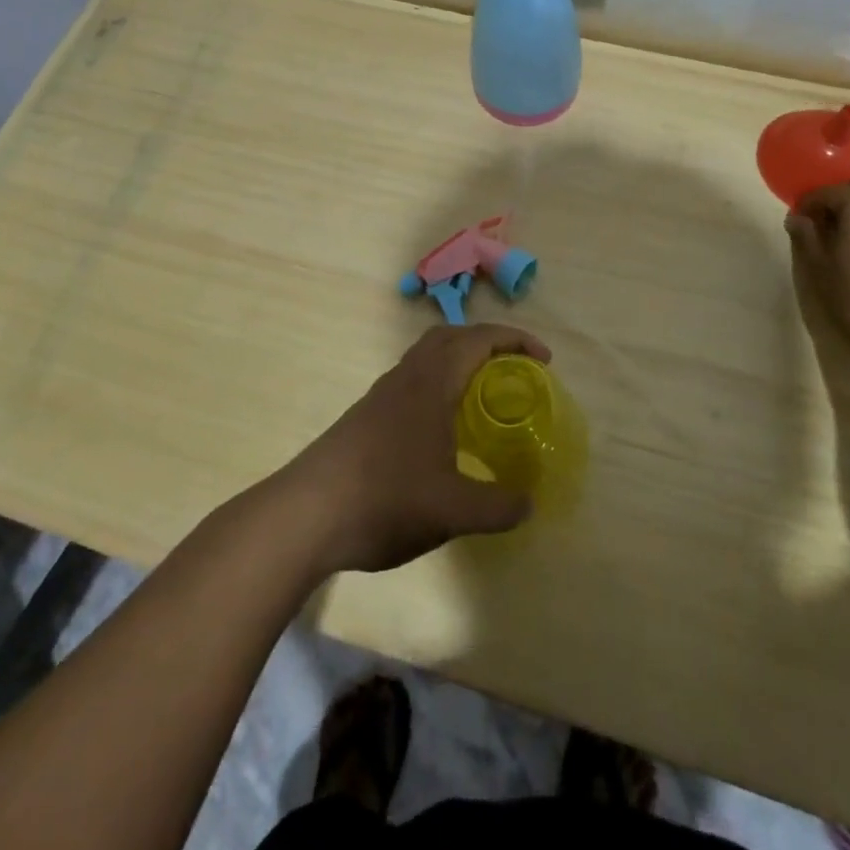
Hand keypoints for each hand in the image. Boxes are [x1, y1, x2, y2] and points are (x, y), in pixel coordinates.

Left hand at [284, 324, 544, 573]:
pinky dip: (438, 384)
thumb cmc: (385, 498)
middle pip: (450, 336)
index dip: (515, 340)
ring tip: (482, 396)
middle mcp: (406, 376)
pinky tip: (443, 429)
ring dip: (459, 362)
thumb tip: (528, 503)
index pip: (478, 339)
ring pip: (427, 357)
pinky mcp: (366, 416)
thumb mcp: (453, 510)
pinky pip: (412, 380)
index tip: (544, 360)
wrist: (306, 513)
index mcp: (431, 382)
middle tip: (514, 369)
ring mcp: (382, 395)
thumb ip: (498, 506)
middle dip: (487, 342)